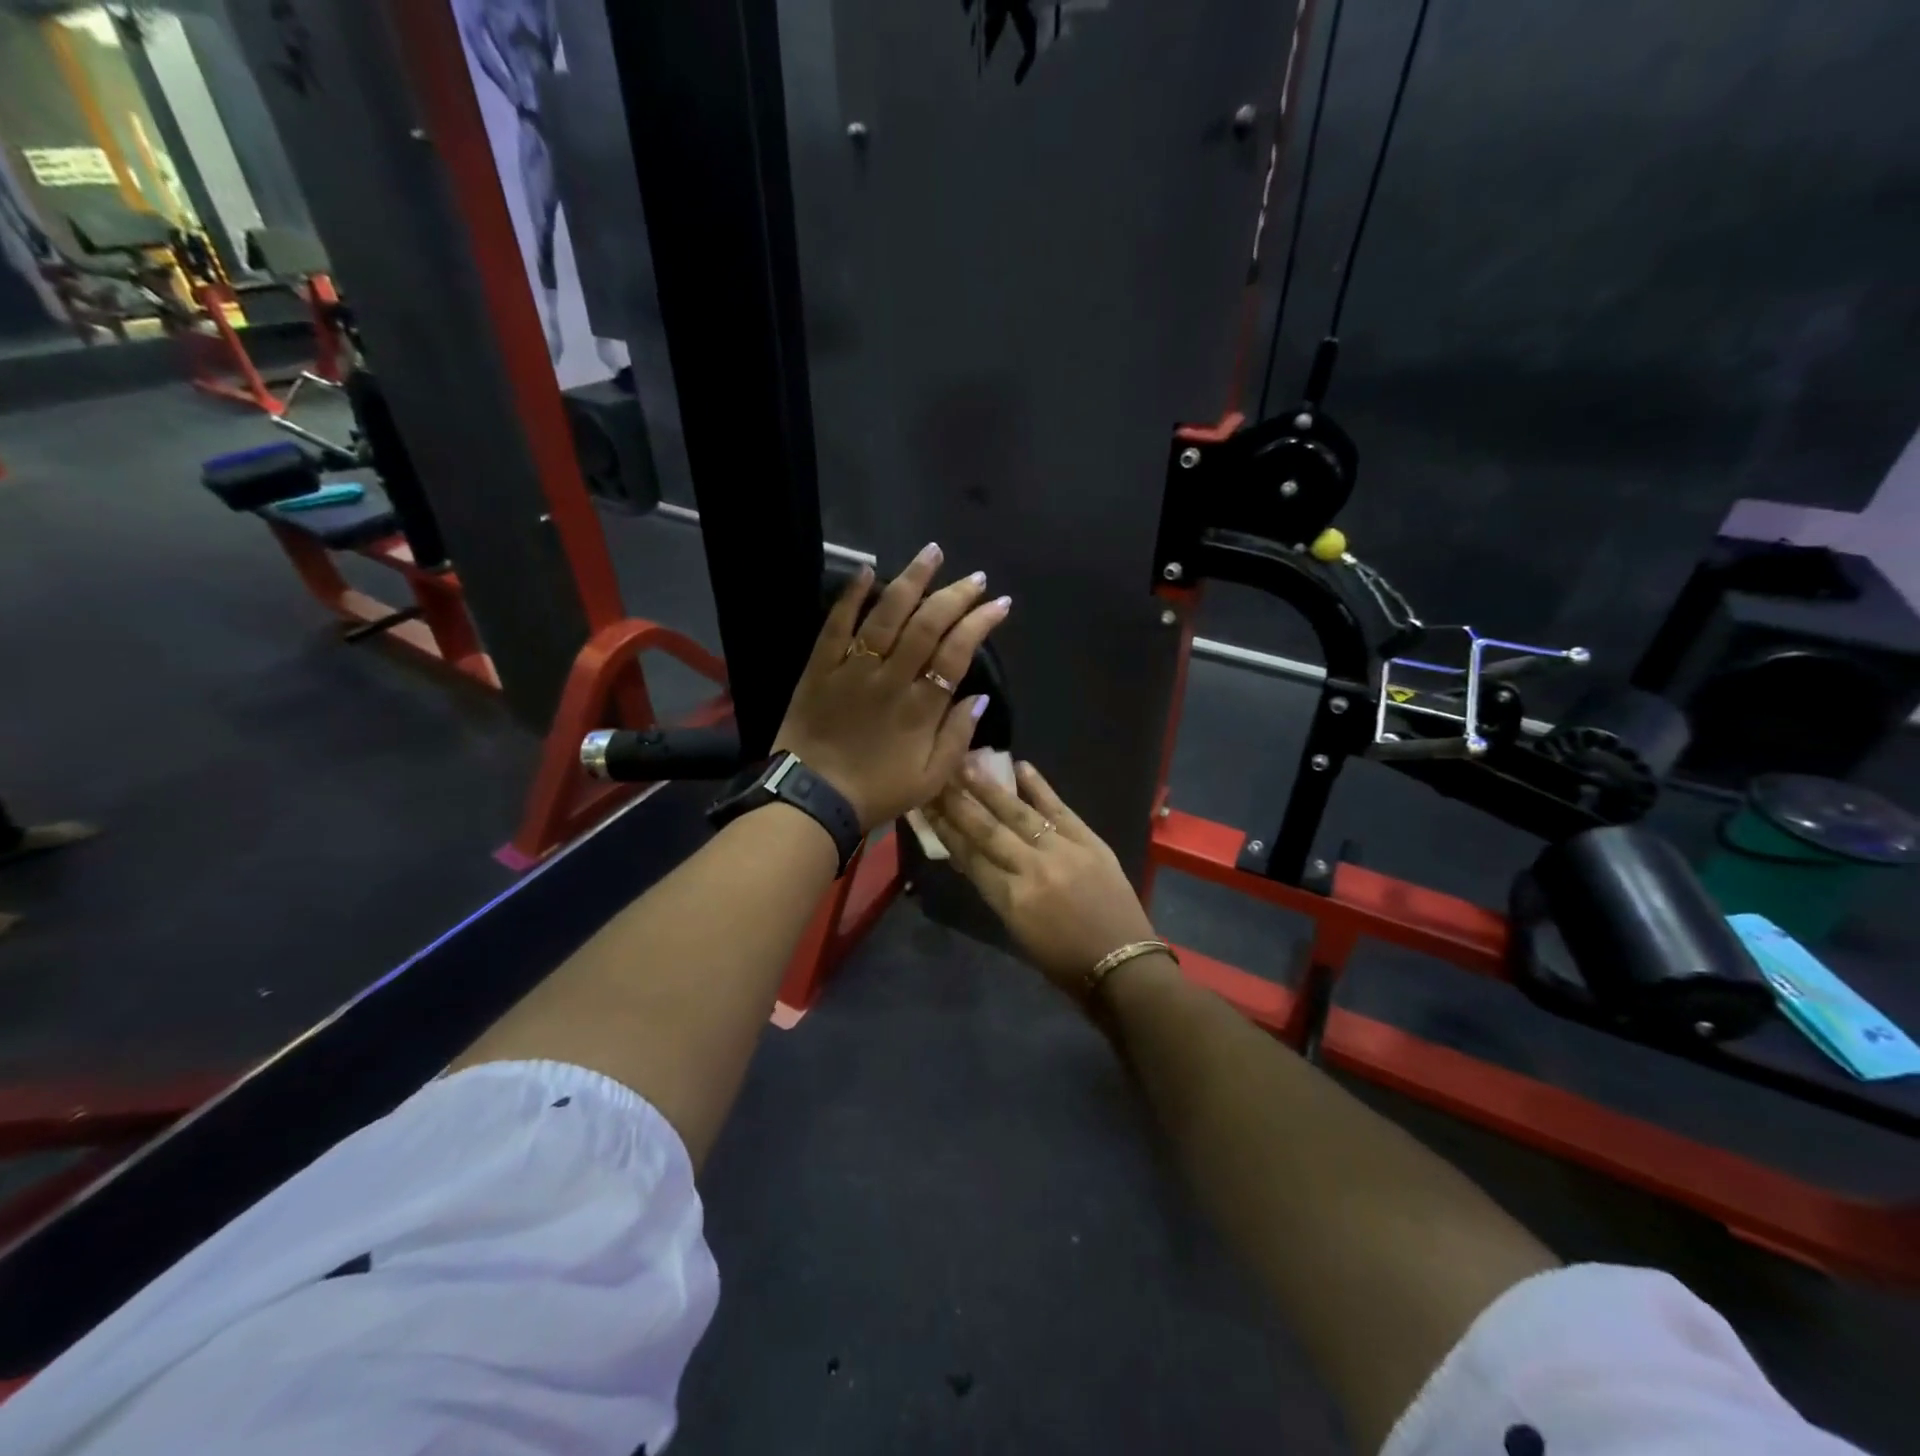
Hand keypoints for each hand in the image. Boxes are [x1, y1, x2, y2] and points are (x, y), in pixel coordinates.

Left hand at [773, 544, 1010, 830]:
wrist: (812, 800)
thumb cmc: (876, 793)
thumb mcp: (930, 780)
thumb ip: (957, 737)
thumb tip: (979, 698)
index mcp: (921, 707)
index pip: (957, 653)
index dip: (980, 624)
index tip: (999, 604)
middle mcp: (891, 679)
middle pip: (927, 625)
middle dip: (955, 596)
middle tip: (975, 577)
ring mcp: (853, 669)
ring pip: (886, 615)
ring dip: (912, 580)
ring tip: (932, 553)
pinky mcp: (820, 668)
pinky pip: (835, 625)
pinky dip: (850, 595)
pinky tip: (867, 569)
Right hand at [924, 758, 1159, 997]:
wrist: (1124, 965)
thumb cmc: (1064, 962)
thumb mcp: (1018, 932)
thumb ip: (996, 891)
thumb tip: (971, 859)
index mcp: (1011, 899)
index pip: (969, 856)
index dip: (944, 829)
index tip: (926, 805)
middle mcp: (1032, 869)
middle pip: (987, 829)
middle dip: (958, 802)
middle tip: (937, 776)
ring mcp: (1063, 851)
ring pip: (1018, 813)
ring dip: (990, 788)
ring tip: (968, 765)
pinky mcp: (1090, 841)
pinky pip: (1060, 808)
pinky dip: (1040, 788)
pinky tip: (1021, 767)